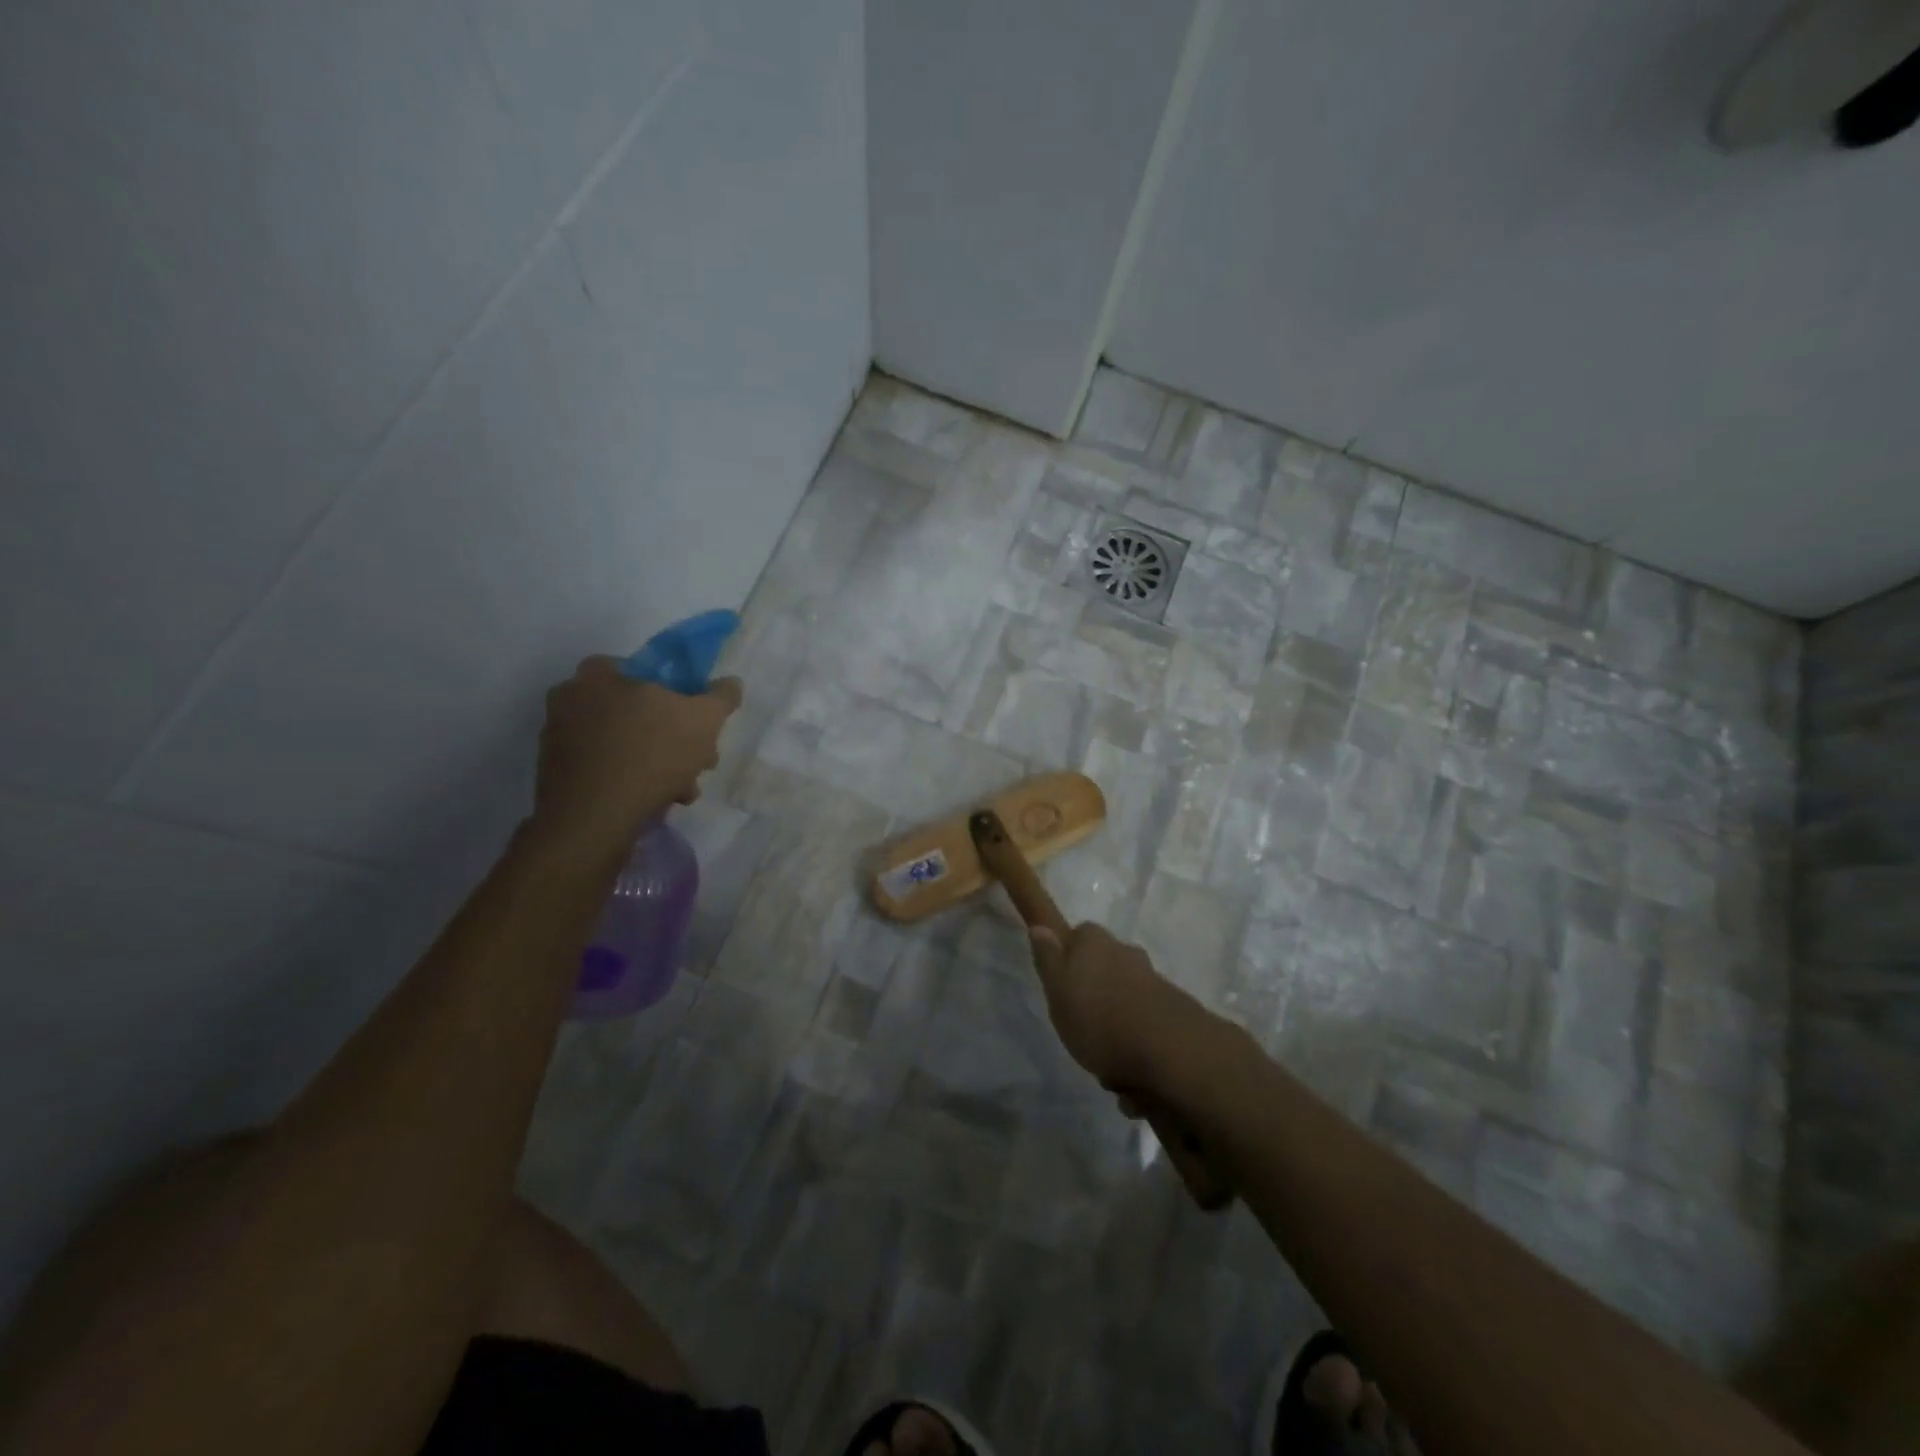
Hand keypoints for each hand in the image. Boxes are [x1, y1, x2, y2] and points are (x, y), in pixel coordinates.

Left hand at [532, 656, 742, 855]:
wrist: (594, 820)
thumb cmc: (651, 754)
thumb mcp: (704, 719)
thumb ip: (720, 696)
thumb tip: (730, 683)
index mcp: (597, 674)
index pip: (642, 669)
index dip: (676, 693)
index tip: (695, 720)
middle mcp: (569, 699)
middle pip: (636, 711)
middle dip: (672, 736)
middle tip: (696, 760)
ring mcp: (559, 739)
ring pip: (624, 743)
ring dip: (657, 763)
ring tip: (682, 788)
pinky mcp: (557, 774)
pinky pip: (605, 767)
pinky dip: (631, 779)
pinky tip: (655, 800)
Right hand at [1026, 921, 1222, 1099]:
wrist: (1170, 1052)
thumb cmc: (1100, 1018)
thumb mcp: (1057, 989)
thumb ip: (1048, 958)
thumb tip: (1040, 927)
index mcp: (1096, 943)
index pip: (1078, 934)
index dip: (1068, 956)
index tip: (1062, 984)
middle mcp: (1127, 955)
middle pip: (1104, 969)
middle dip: (1094, 997)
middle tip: (1080, 1030)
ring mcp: (1154, 983)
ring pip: (1125, 1003)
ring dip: (1117, 1031)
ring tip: (1108, 1071)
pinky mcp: (1175, 1014)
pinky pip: (1146, 1031)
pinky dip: (1138, 1052)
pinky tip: (1133, 1086)